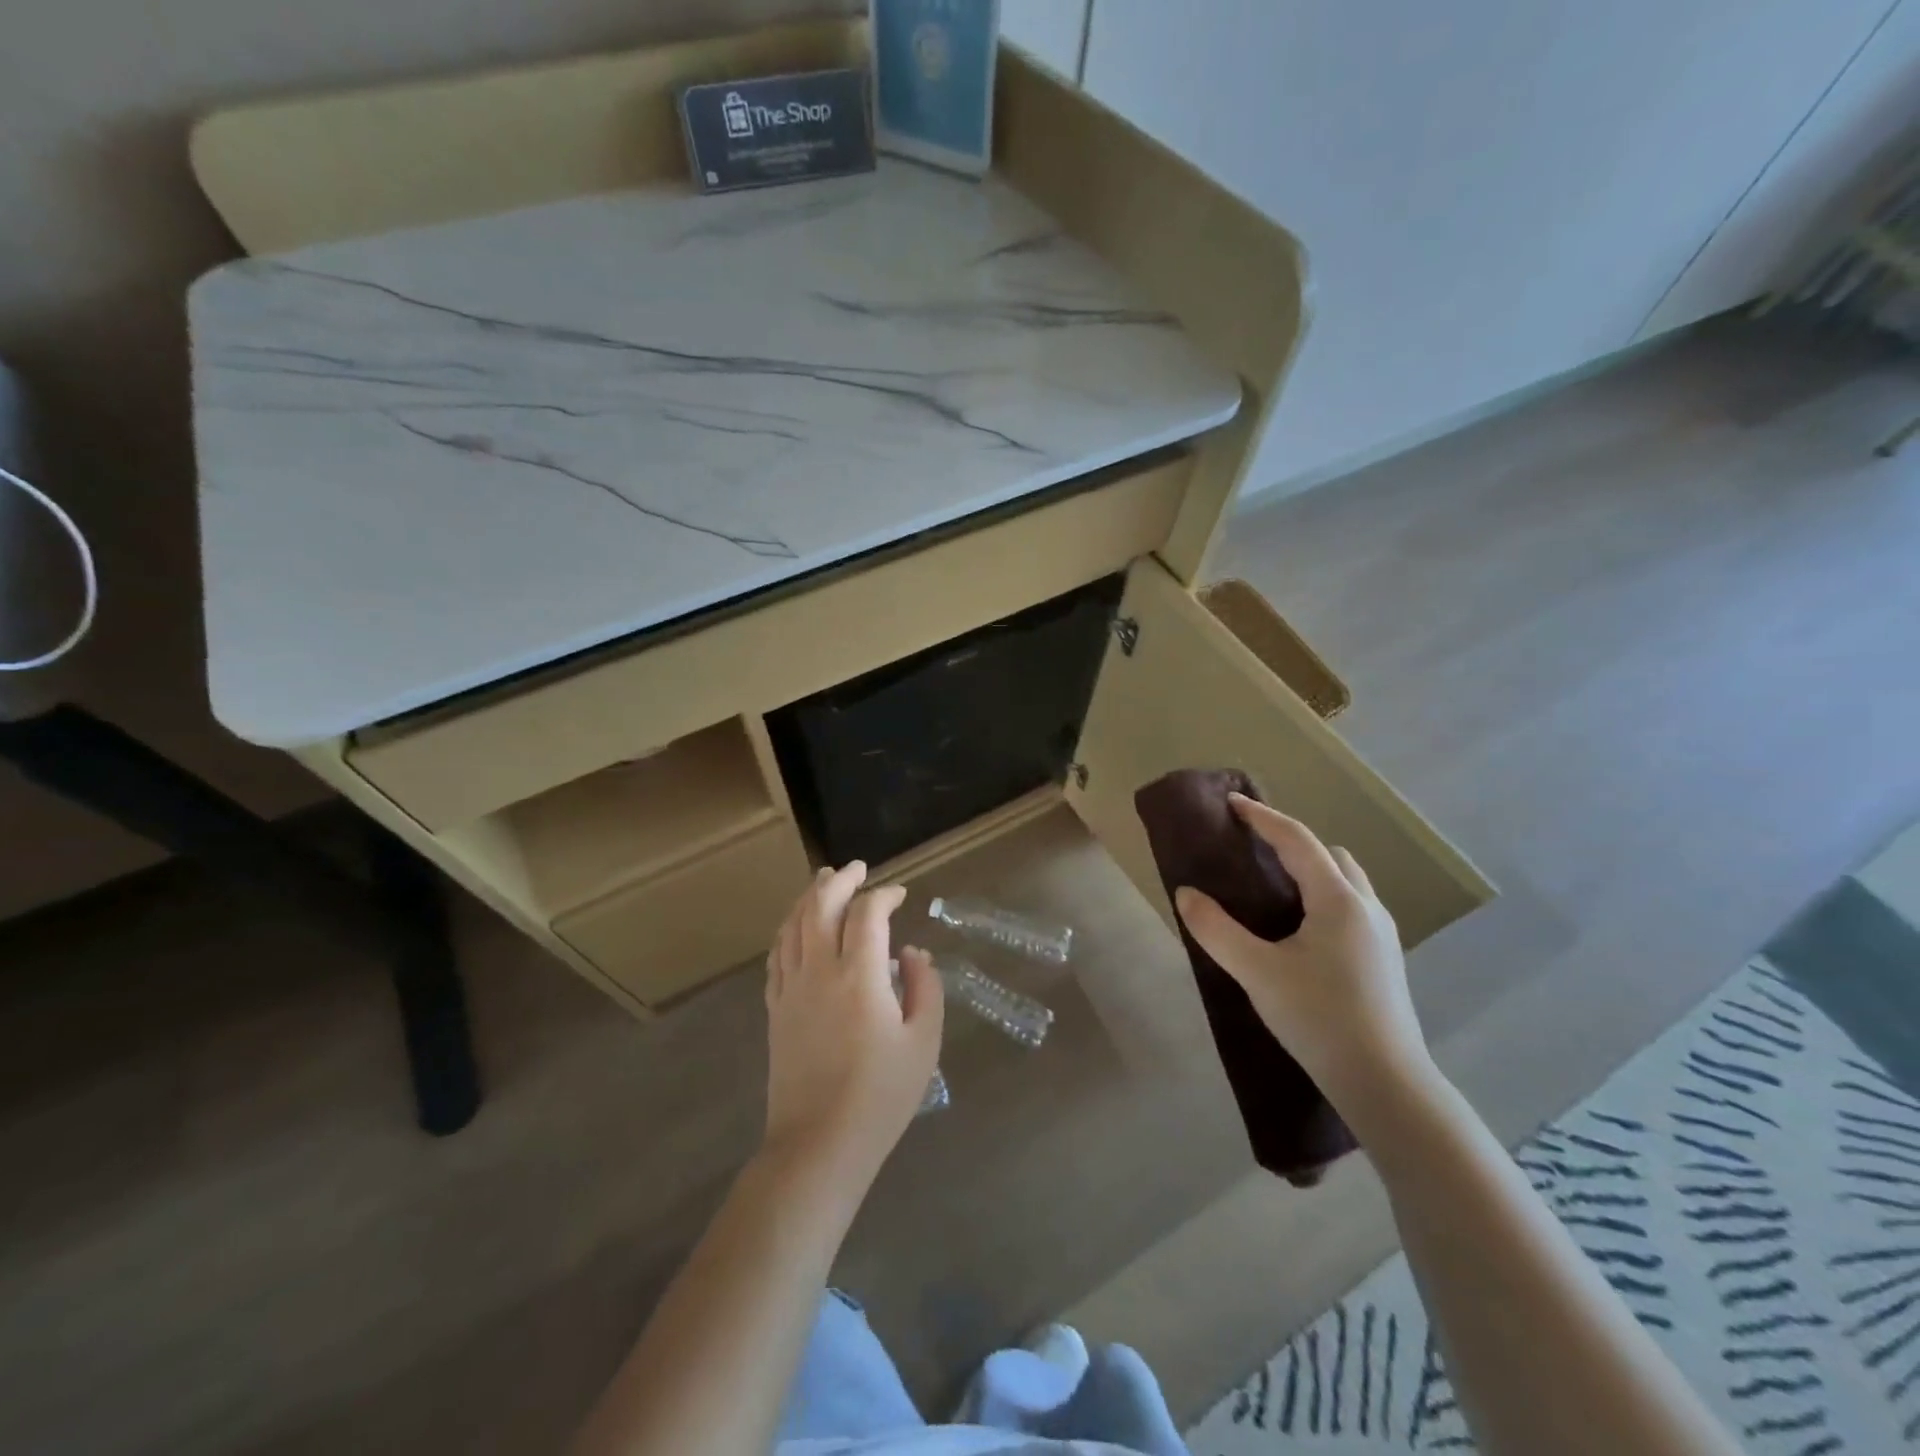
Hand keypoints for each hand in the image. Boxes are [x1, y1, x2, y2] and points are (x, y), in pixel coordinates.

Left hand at [762, 863, 944, 1187]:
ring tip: (823, 881)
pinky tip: (796, 928)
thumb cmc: (881, 1096)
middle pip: (820, 907)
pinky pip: (776, 956)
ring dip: (808, 897)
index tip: (900, 894)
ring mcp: (790, 989)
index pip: (867, 914)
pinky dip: (787, 931)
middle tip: (857, 868)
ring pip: (792, 926)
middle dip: (840, 880)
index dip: (884, 894)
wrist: (819, 1145)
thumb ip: (925, 988)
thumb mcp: (923, 1042)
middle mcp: (819, 972)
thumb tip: (911, 954)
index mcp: (860, 976)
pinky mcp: (775, 1010)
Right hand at [1173, 795, 1431, 1111]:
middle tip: (1253, 849)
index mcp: (1338, 900)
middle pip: (1330, 854)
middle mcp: (1366, 907)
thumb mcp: (1258, 973)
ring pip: (1347, 880)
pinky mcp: (1384, 959)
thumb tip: (1185, 894)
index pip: (1297, 840)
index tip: (1232, 802)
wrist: (1385, 1083)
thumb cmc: (1320, 1018)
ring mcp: (1382, 934)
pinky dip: (1323, 895)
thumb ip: (1216, 930)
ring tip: (1274, 887)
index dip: (1262, 817)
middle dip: (1292, 841)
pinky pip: (1351, 905)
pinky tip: (1300, 928)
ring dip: (1313, 869)